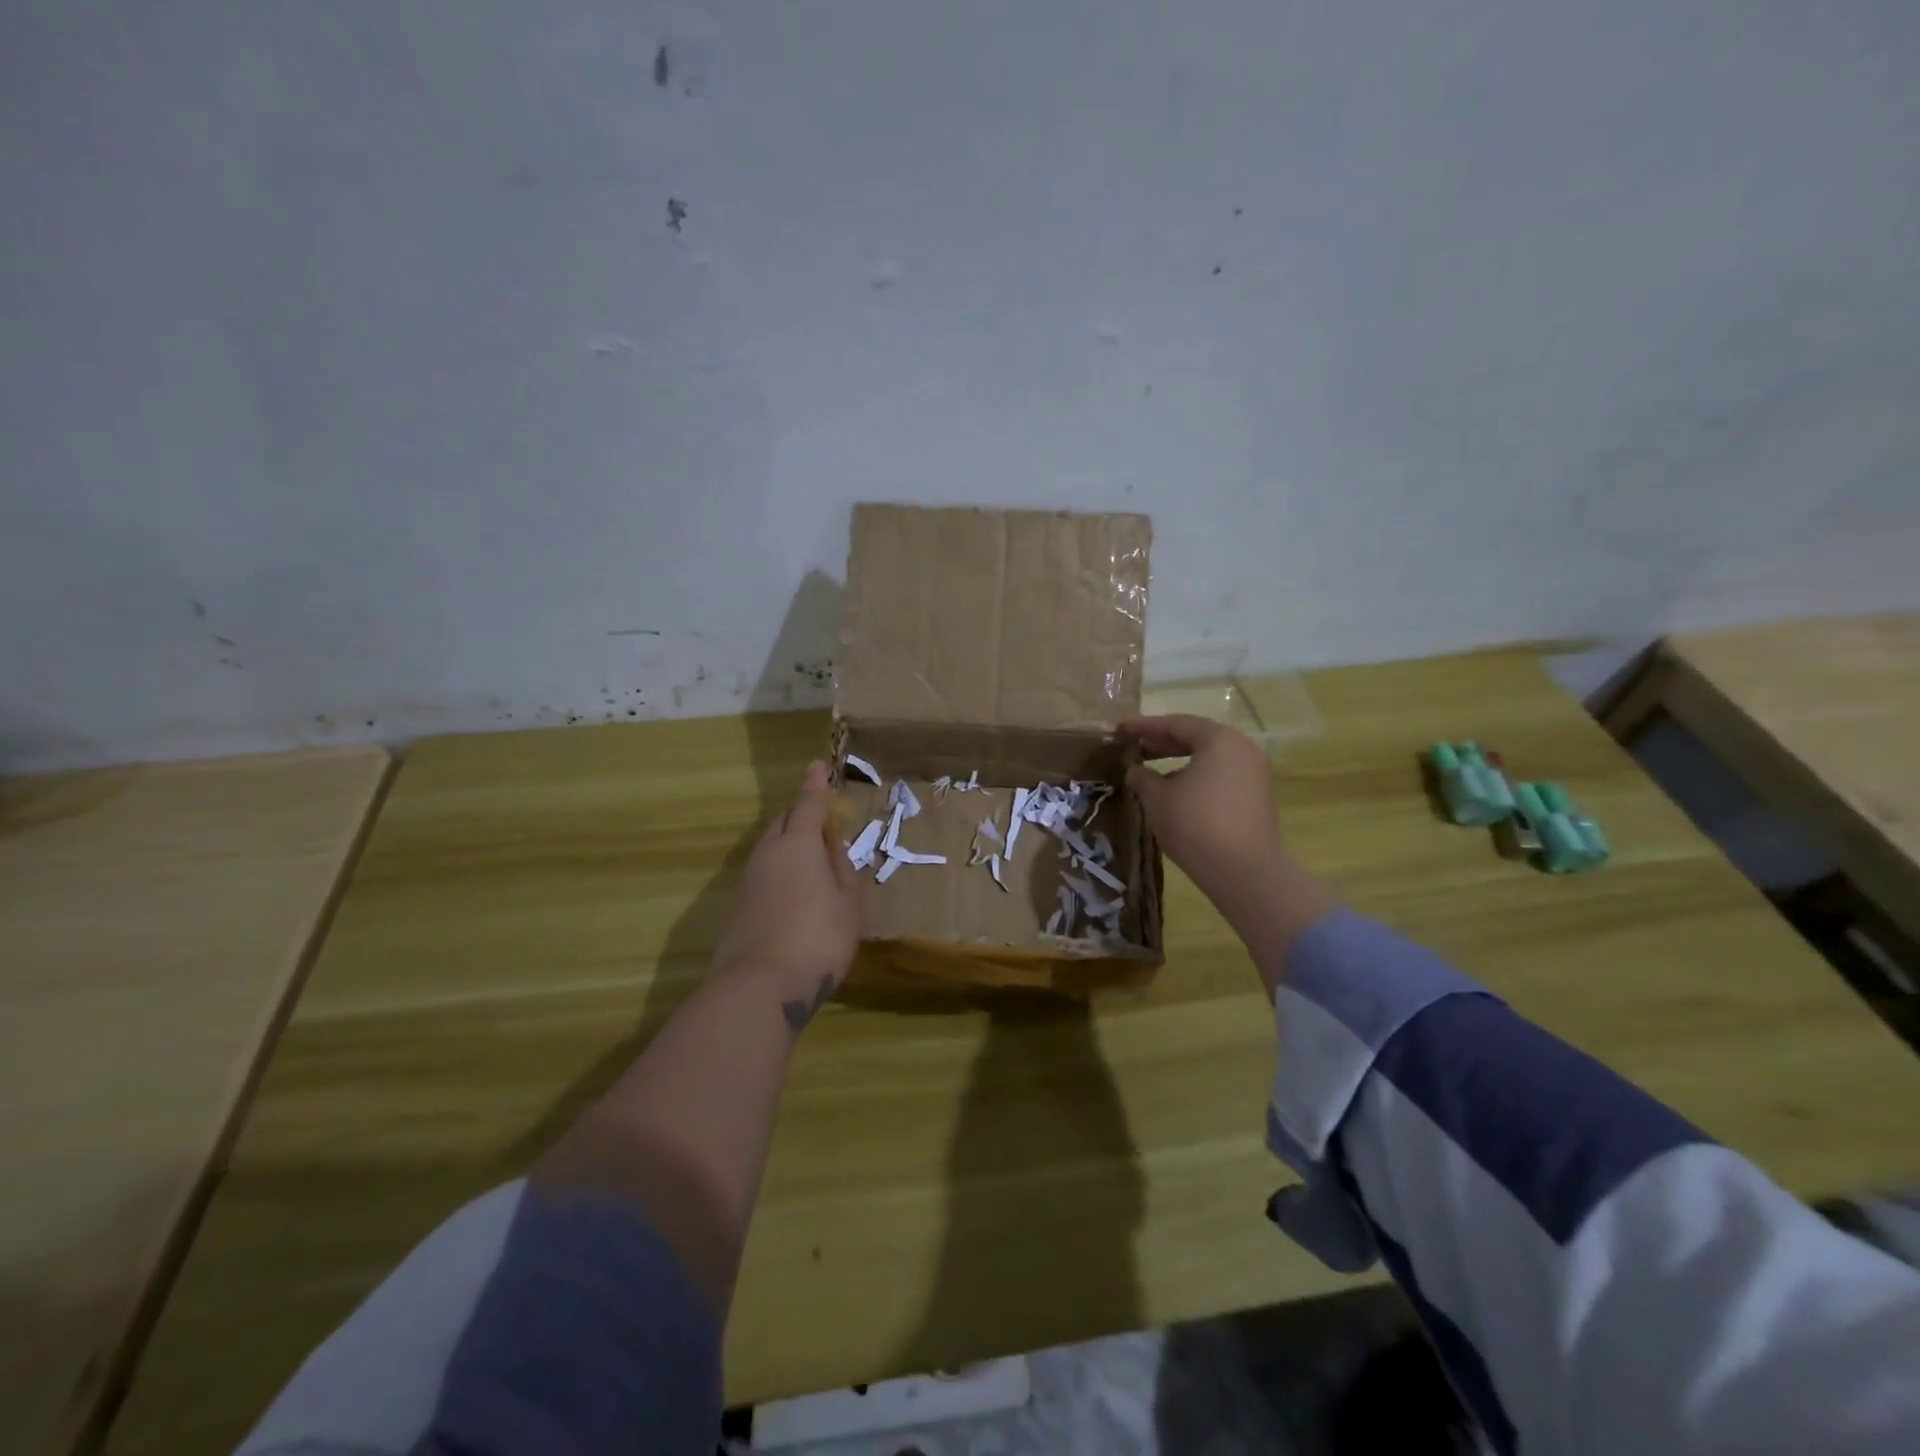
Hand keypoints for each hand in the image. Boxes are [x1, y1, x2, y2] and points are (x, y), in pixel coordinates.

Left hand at [711, 761, 862, 1026]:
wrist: (760, 987)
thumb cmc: (818, 939)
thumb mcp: (849, 905)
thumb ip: (844, 870)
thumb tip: (834, 849)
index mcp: (799, 844)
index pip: (808, 803)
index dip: (816, 784)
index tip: (818, 766)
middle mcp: (768, 853)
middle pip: (784, 821)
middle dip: (802, 814)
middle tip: (824, 824)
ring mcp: (748, 879)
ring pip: (771, 847)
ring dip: (790, 844)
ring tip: (813, 862)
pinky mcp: (737, 905)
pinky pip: (763, 872)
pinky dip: (780, 870)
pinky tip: (794, 894)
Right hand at [1120, 716, 1333, 960]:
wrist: (1244, 871)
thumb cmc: (1195, 824)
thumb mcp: (1157, 798)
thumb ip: (1143, 778)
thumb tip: (1136, 771)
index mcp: (1220, 740)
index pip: (1177, 724)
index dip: (1145, 726)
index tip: (1121, 730)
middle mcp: (1243, 749)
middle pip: (1197, 737)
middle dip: (1163, 742)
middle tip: (1135, 747)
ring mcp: (1255, 774)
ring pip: (1211, 758)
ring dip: (1180, 760)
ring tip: (1151, 770)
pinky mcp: (1258, 798)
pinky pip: (1222, 775)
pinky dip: (1197, 776)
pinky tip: (1177, 791)